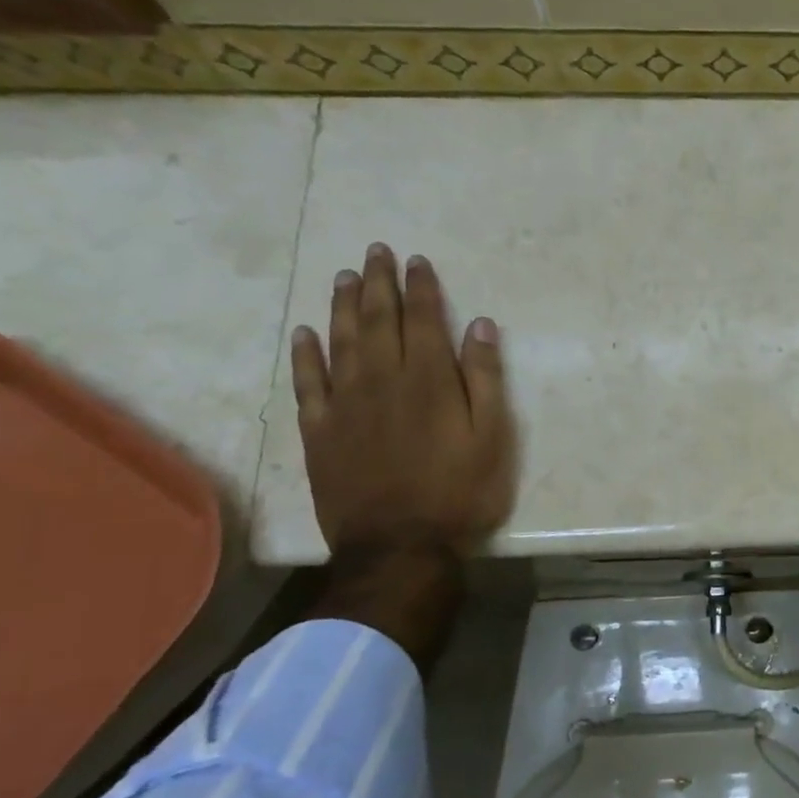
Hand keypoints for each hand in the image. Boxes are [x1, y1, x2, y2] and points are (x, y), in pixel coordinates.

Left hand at [289, 243, 516, 558]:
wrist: (399, 546)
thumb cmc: (458, 493)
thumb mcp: (492, 438)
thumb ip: (485, 379)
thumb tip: (481, 326)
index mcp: (429, 381)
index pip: (424, 320)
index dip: (421, 287)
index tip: (417, 260)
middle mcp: (382, 381)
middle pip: (379, 320)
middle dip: (379, 282)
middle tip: (375, 251)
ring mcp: (345, 405)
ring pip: (341, 342)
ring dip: (344, 306)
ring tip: (345, 277)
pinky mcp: (320, 432)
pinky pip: (308, 383)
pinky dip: (306, 355)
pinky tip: (306, 333)